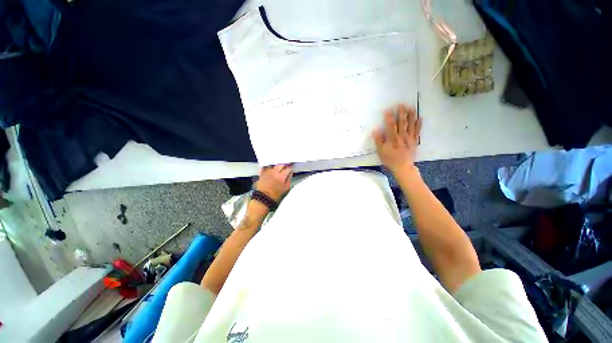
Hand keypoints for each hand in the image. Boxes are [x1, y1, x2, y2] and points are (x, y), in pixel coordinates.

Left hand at [255, 164, 292, 201]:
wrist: (264, 197)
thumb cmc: (276, 194)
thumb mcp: (286, 188)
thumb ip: (289, 179)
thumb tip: (290, 172)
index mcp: (281, 176)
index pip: (288, 168)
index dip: (290, 167)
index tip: (290, 168)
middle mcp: (274, 172)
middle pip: (280, 164)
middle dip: (284, 165)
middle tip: (285, 168)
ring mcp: (267, 172)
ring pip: (273, 165)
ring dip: (276, 166)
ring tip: (278, 169)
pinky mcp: (262, 173)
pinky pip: (266, 167)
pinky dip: (269, 167)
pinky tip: (270, 170)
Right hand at [372, 104, 421, 172]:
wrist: (403, 167)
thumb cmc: (390, 159)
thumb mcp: (380, 151)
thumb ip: (378, 140)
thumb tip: (376, 130)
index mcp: (393, 139)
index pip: (391, 126)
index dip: (389, 117)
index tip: (388, 109)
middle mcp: (402, 136)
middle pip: (402, 123)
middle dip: (401, 113)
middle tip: (401, 104)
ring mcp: (410, 138)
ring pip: (411, 125)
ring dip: (411, 116)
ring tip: (411, 107)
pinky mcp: (415, 141)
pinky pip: (417, 131)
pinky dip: (419, 125)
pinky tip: (420, 118)